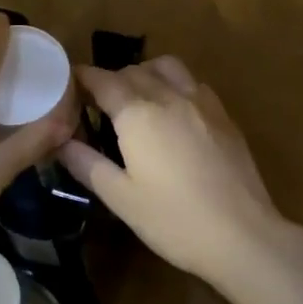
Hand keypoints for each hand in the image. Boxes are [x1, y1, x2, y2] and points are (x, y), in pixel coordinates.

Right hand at [58, 57, 286, 281]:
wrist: (242, 235)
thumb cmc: (173, 220)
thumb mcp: (120, 197)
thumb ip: (86, 163)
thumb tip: (60, 141)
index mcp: (138, 114)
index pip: (103, 80)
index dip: (82, 78)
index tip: (69, 85)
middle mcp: (169, 96)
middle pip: (133, 70)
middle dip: (111, 79)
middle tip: (97, 103)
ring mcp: (201, 102)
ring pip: (167, 67)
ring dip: (145, 73)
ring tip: (137, 98)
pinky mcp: (224, 116)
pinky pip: (193, 83)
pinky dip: (175, 85)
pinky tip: (174, 112)